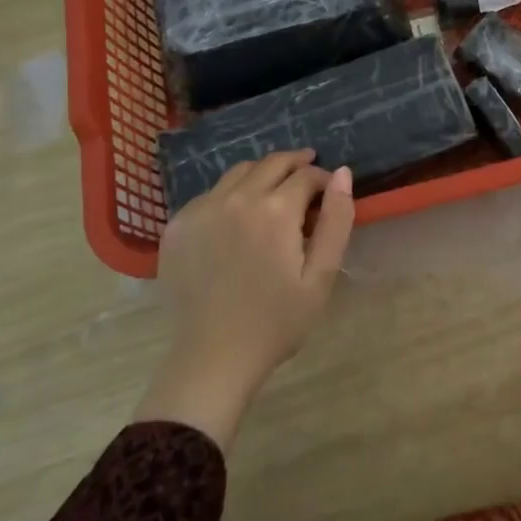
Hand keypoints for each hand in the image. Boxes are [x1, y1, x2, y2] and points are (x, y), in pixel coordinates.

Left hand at [133, 150, 354, 447]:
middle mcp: (236, 198)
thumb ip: (336, 220)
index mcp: (275, 210)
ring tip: (275, 192)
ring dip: (263, 174)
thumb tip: (342, 173)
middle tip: (308, 177)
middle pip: (272, 163)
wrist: (213, 358)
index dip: (324, 179)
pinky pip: (211, 194)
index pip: (307, 174)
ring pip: (239, 172)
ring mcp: (201, 209)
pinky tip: (238, 218)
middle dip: (296, 164)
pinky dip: (231, 194)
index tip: (330, 194)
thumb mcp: (321, 276)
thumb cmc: (276, 321)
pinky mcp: (178, 225)